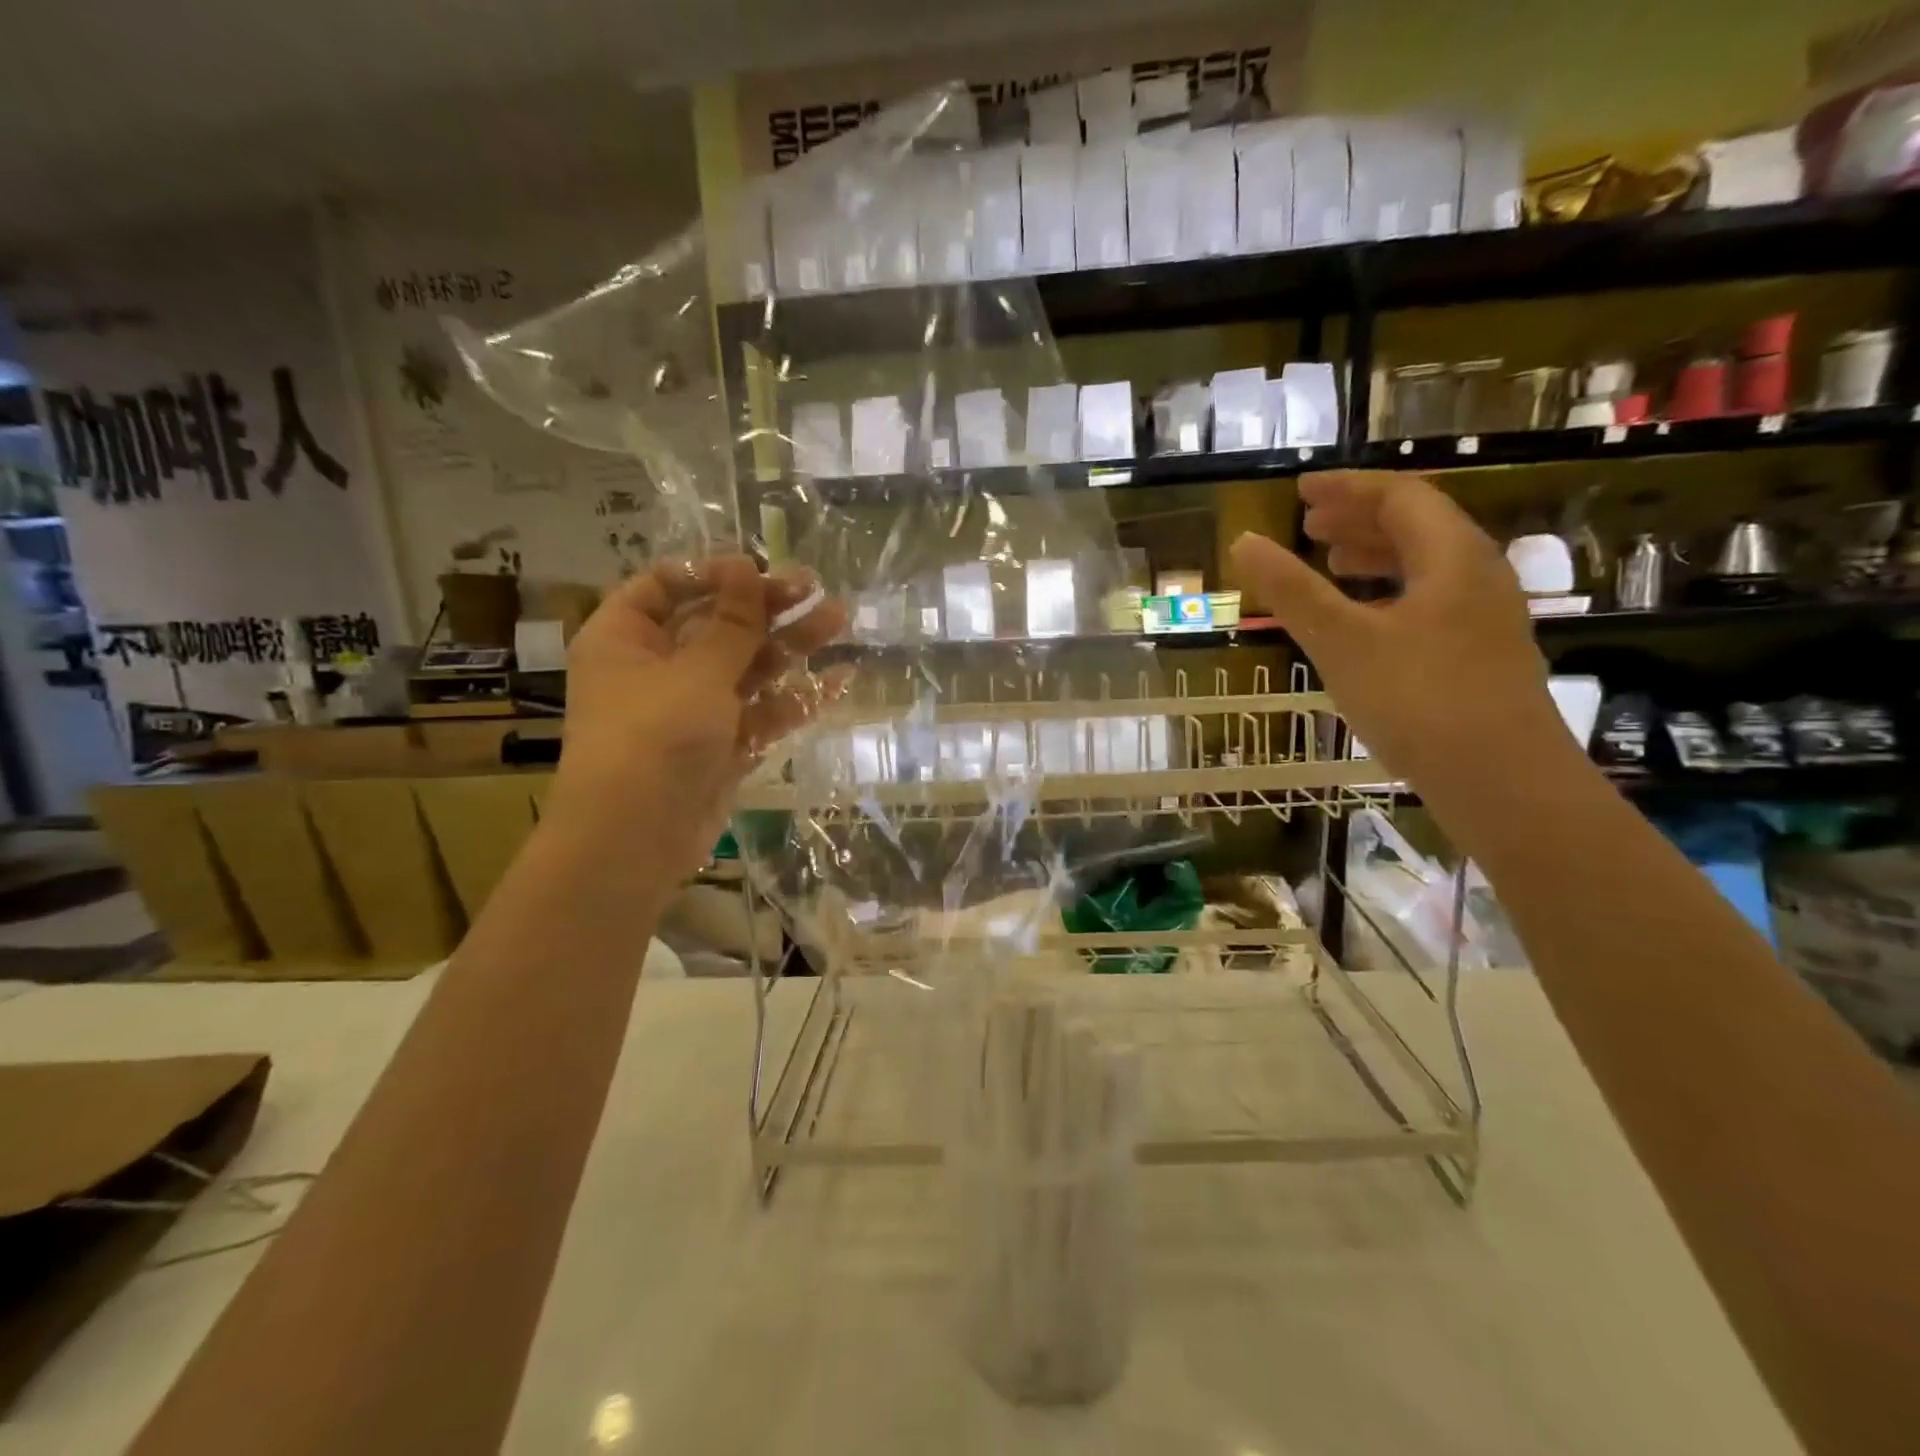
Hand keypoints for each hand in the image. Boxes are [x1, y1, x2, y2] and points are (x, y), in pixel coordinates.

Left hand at [544, 556, 847, 879]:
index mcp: (626, 638)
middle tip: (816, 591)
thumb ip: (732, 621)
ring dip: (790, 646)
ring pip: (746, 668)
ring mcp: (692, 710)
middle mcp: (656, 669)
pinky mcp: (722, 745)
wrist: (637, 838)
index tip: (761, 571)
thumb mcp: (697, 671)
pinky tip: (839, 679)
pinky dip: (795, 698)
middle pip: (716, 626)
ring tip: (839, 621)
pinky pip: (760, 712)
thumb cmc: (655, 736)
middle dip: (767, 609)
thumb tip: (746, 563)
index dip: (713, 575)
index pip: (665, 587)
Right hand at [1229, 470, 1563, 794]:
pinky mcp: (1480, 655)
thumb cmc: (1419, 701)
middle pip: (1418, 526)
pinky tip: (1364, 624)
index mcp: (1452, 556)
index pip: (1400, 496)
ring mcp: (1485, 617)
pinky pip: (1429, 602)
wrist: (1503, 782)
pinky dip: (1388, 596)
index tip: (1301, 492)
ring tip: (1330, 567)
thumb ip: (1292, 591)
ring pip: (1425, 567)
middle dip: (1359, 520)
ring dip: (1374, 557)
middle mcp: (1477, 575)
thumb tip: (1245, 542)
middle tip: (1309, 527)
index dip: (1348, 488)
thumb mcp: (1342, 642)